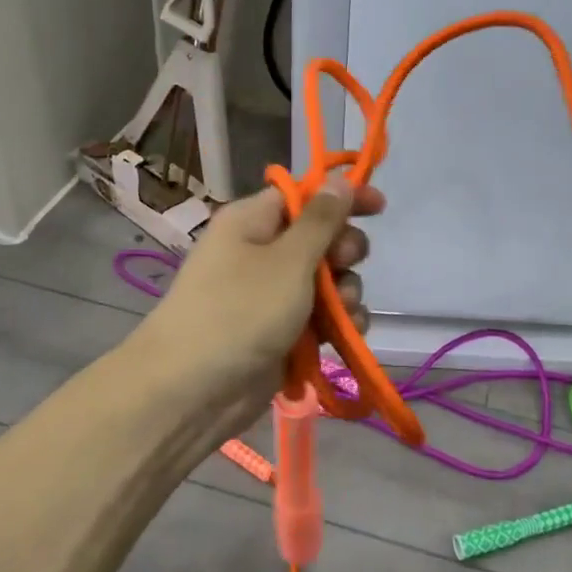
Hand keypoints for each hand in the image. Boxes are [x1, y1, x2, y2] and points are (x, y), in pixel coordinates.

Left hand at [133, 176, 383, 435]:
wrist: (192, 392)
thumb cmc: (240, 310)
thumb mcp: (288, 260)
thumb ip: (322, 220)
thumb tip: (339, 179)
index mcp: (253, 222)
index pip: (304, 195)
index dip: (341, 197)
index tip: (379, 207)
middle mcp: (261, 252)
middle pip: (320, 238)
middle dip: (344, 251)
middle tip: (346, 264)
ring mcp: (271, 295)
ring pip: (327, 281)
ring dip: (345, 292)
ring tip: (343, 311)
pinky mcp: (282, 332)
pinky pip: (321, 316)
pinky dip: (337, 323)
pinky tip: (348, 335)